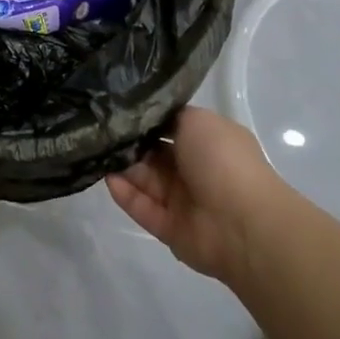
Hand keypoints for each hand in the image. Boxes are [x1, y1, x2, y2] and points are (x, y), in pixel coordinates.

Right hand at [107, 106, 284, 284]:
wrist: (243, 223)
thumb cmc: (223, 161)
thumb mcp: (198, 120)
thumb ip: (170, 117)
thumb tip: (150, 118)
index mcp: (208, 143)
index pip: (171, 129)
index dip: (146, 121)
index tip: (118, 110)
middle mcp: (195, 170)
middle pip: (153, 155)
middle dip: (129, 144)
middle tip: (101, 131)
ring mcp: (183, 201)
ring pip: (145, 181)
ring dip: (123, 168)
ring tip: (97, 152)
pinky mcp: (169, 228)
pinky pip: (143, 208)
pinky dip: (126, 195)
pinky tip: (108, 179)